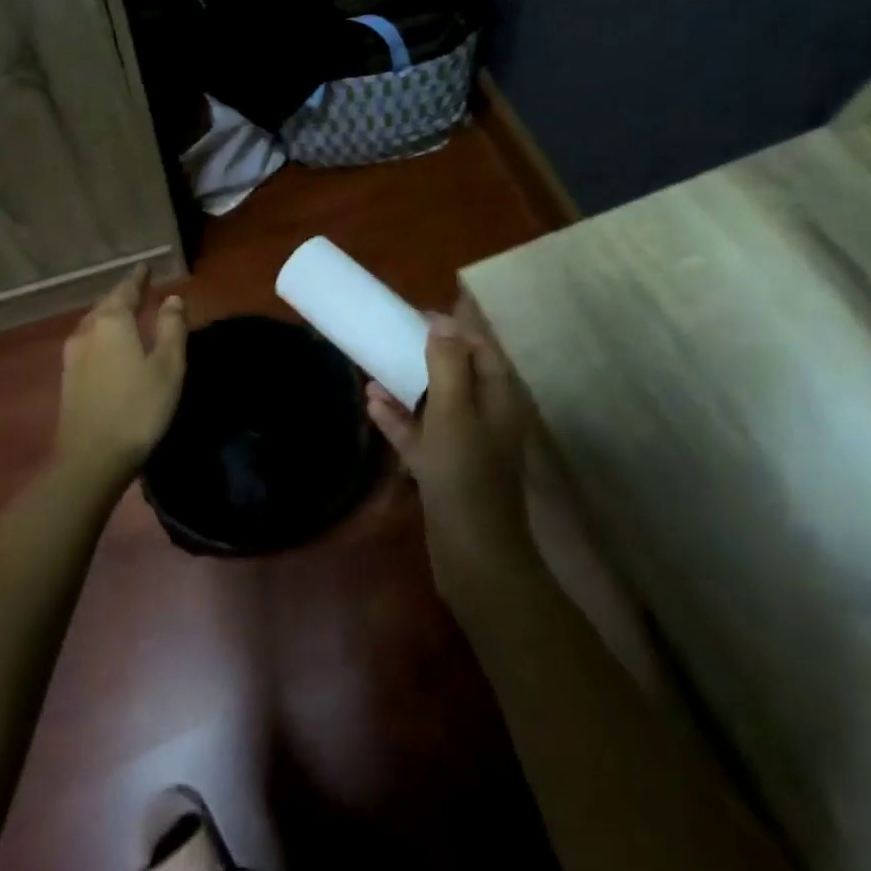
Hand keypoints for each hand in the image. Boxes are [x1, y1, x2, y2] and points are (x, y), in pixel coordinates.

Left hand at [57, 266, 188, 482]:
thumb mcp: (168, 366)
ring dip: (110, 314)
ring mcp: (72, 355)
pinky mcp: (68, 377)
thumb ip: (172, 328)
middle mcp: (87, 330)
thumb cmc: (139, 407)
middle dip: (123, 294)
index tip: (146, 266)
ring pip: (94, 323)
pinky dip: (102, 334)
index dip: (138, 278)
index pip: (126, 289)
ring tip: (125, 313)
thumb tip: (173, 298)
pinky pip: (88, 341)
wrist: (92, 458)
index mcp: (112, 321)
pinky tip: (109, 344)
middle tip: (139, 288)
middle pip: (106, 304)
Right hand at [366, 307, 540, 588]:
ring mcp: (465, 443)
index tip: (418, 313)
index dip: (454, 326)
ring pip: (436, 401)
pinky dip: (400, 418)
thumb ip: (448, 364)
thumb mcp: (454, 412)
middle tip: (392, 335)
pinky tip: (372, 404)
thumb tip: (441, 322)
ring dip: (408, 383)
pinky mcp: (445, 468)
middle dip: (427, 352)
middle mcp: (486, 415)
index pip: (480, 347)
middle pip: (457, 371)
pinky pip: (421, 433)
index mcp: (498, 397)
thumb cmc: (466, 475)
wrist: (474, 557)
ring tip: (373, 366)